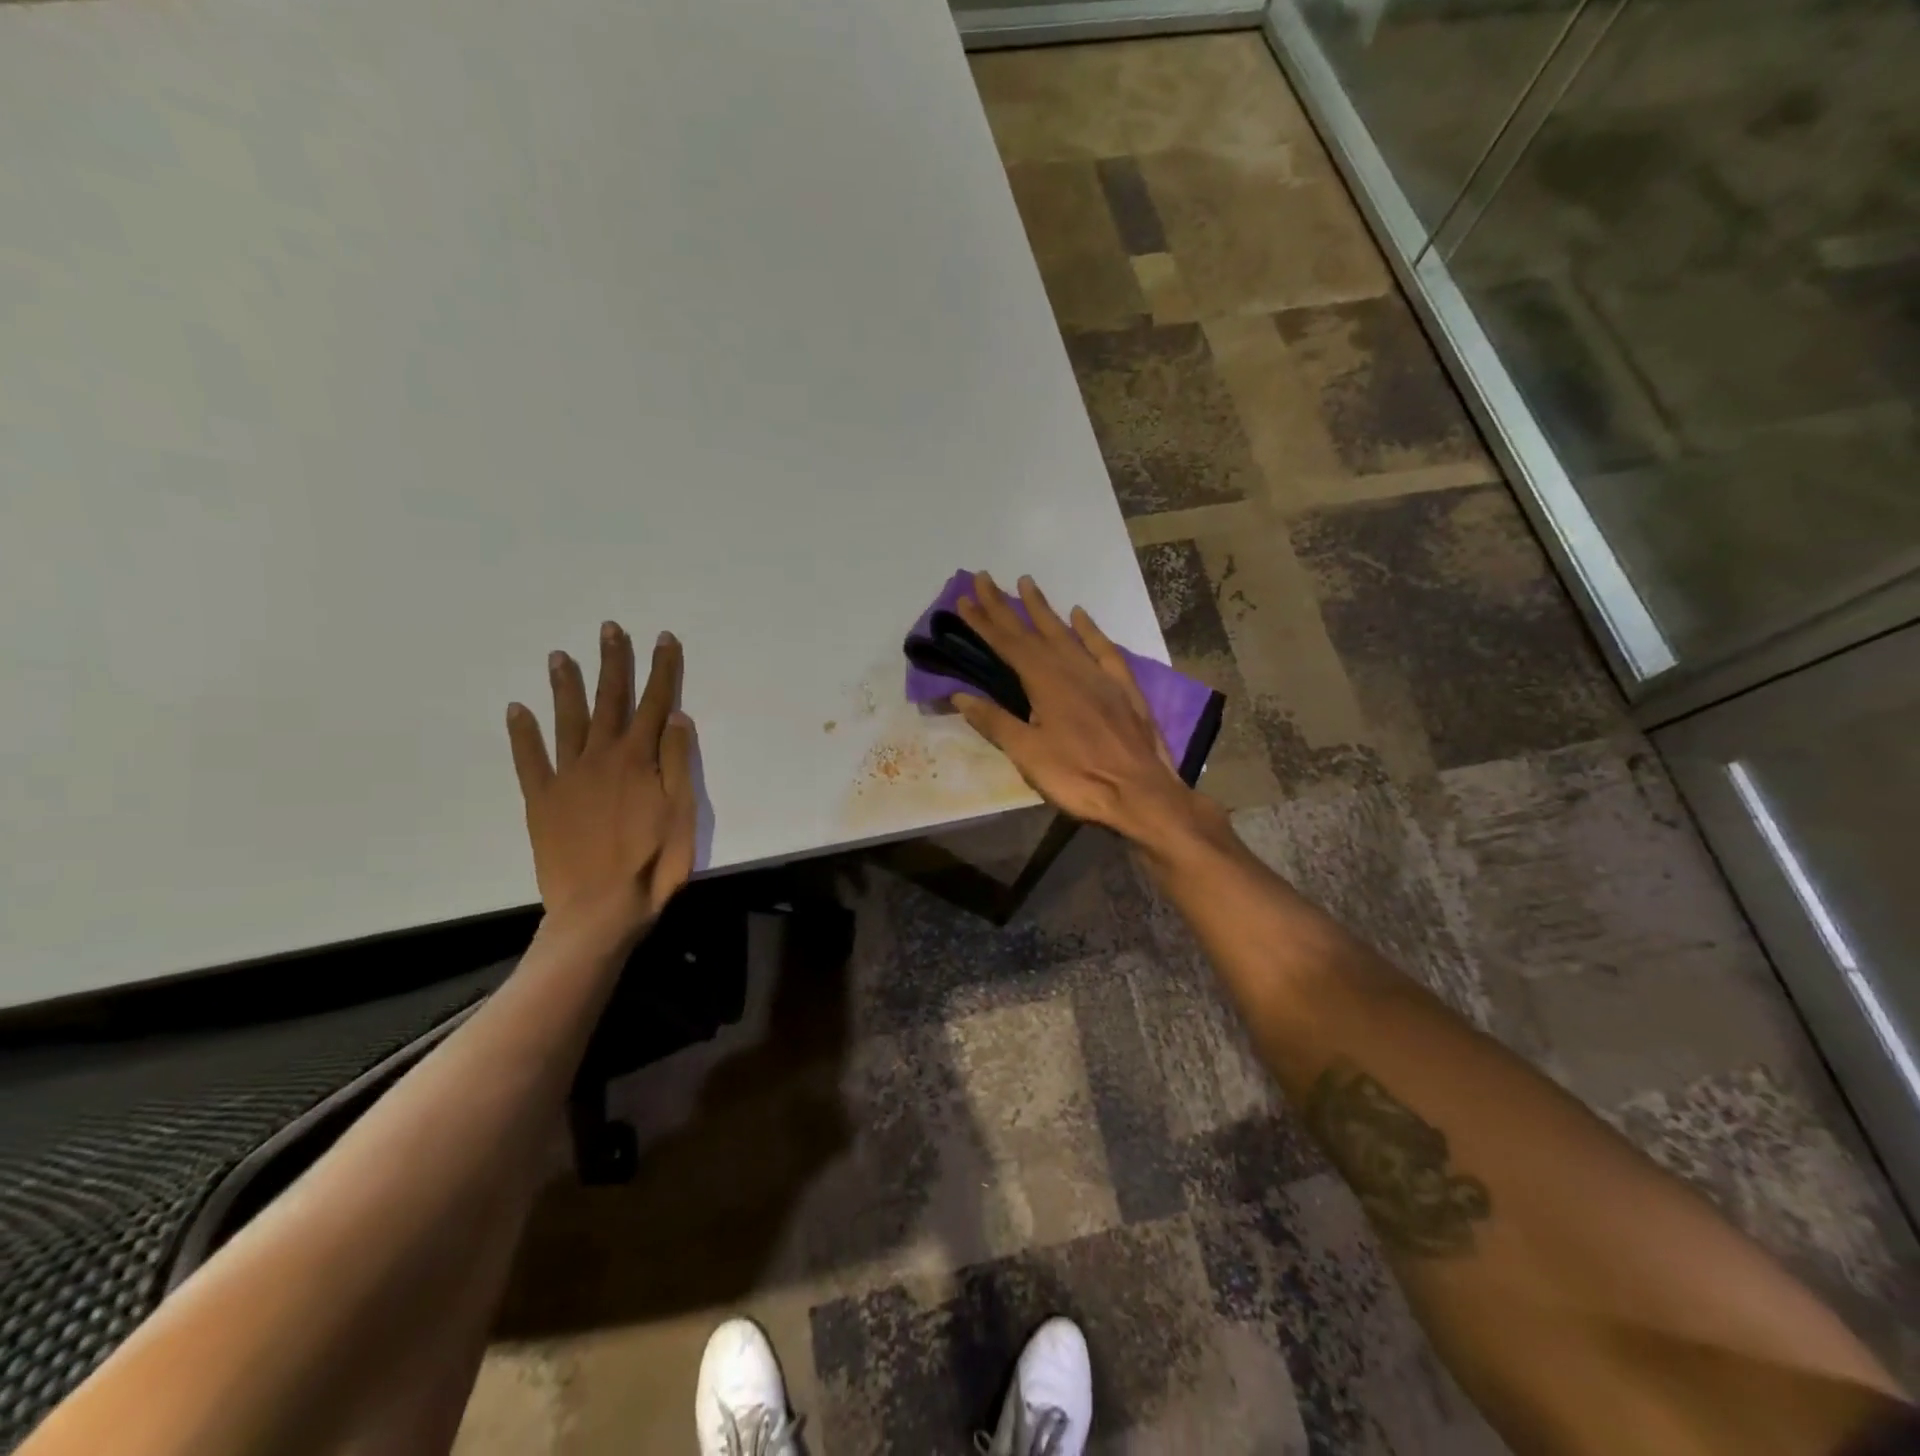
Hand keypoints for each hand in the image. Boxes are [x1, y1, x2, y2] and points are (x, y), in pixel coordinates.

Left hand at [506, 622, 697, 933]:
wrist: (600, 908)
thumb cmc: (654, 862)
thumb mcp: (682, 813)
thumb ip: (677, 762)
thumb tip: (675, 716)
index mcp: (639, 760)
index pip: (655, 703)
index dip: (662, 669)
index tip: (664, 638)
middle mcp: (601, 757)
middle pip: (610, 701)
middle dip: (613, 663)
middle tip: (610, 629)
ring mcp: (567, 776)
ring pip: (567, 720)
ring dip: (566, 686)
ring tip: (559, 656)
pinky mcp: (542, 800)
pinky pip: (529, 759)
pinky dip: (522, 733)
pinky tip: (516, 709)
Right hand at [952, 572, 1201, 846]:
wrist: (1142, 793)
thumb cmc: (1079, 778)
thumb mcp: (1028, 755)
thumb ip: (995, 722)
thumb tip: (960, 695)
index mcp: (1045, 682)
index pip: (1007, 644)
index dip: (984, 621)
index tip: (964, 597)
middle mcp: (1071, 669)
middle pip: (1032, 631)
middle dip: (1005, 606)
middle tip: (984, 578)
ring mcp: (1100, 675)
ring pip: (1066, 633)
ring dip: (1043, 609)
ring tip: (1027, 583)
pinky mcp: (1123, 687)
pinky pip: (1102, 648)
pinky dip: (1089, 630)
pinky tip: (1079, 614)